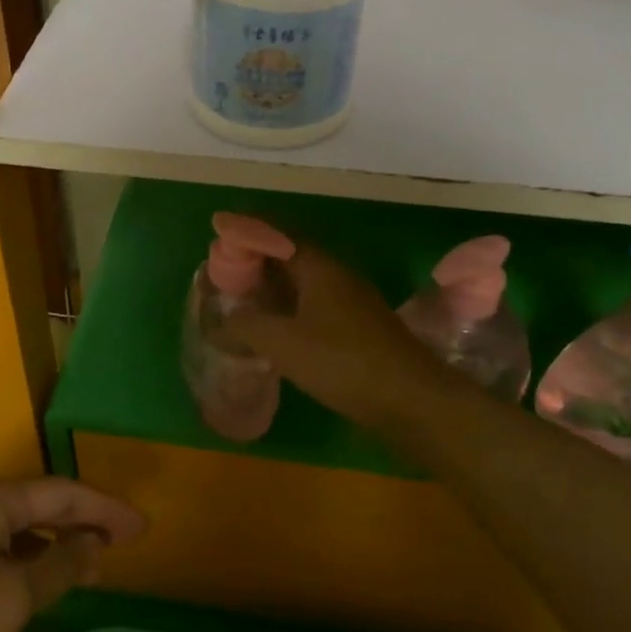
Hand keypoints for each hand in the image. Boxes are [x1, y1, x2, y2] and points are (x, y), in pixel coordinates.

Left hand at [0, 478, 146, 631]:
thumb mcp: (10, 599)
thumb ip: (58, 567)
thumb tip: (93, 545)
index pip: (64, 494)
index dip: (107, 509)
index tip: (143, 527)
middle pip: (43, 503)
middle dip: (86, 520)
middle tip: (126, 540)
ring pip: (20, 525)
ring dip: (58, 540)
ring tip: (93, 560)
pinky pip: (0, 545)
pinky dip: (30, 556)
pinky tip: (41, 577)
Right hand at [216, 230, 468, 438]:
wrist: (412, 400)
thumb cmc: (343, 361)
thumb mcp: (283, 342)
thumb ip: (246, 326)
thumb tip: (221, 323)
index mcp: (320, 267)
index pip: (278, 233)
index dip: (248, 230)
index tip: (218, 232)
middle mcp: (337, 277)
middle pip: (291, 255)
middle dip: (257, 259)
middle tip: (224, 271)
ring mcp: (352, 303)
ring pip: (304, 283)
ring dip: (273, 286)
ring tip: (242, 299)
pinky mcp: (358, 330)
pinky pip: (314, 307)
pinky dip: (289, 309)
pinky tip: (275, 331)